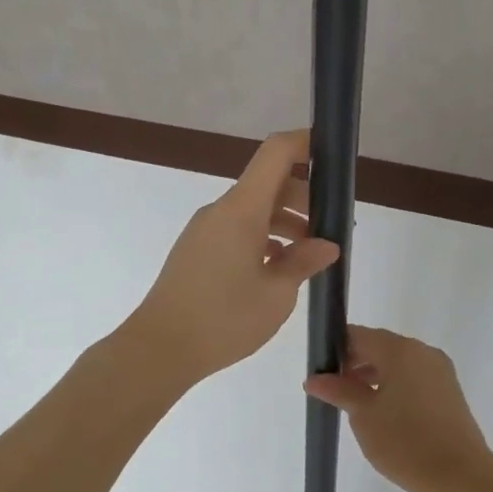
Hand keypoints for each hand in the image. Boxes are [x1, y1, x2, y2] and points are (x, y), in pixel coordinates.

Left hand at [122, 130, 339, 388]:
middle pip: (268, 183)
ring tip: (311, 254)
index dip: (304, 143)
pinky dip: (263, 238)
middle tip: (332, 227)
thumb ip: (304, 262)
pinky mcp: (197, 251)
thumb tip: (327, 244)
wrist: (160, 348)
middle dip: (304, 196)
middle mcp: (221, 211)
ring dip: (285, 221)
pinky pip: (237, 230)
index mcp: (242, 210)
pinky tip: (279, 268)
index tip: (332, 154)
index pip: (275, 154)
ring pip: (253, 210)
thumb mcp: (277, 293)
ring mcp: (205, 230)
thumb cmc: (224, 318)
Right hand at [304, 326, 492, 491]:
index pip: (359, 335)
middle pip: (380, 346)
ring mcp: (440, 371)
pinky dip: (394, 387)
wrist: (461, 478)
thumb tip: (314, 378)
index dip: (336, 349)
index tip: (320, 372)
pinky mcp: (449, 392)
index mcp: (401, 350)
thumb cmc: (406, 442)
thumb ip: (339, 391)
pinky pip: (414, 378)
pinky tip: (382, 413)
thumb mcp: (364, 416)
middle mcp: (423, 352)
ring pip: (398, 363)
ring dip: (374, 376)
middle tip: (332, 391)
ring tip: (355, 405)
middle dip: (354, 364)